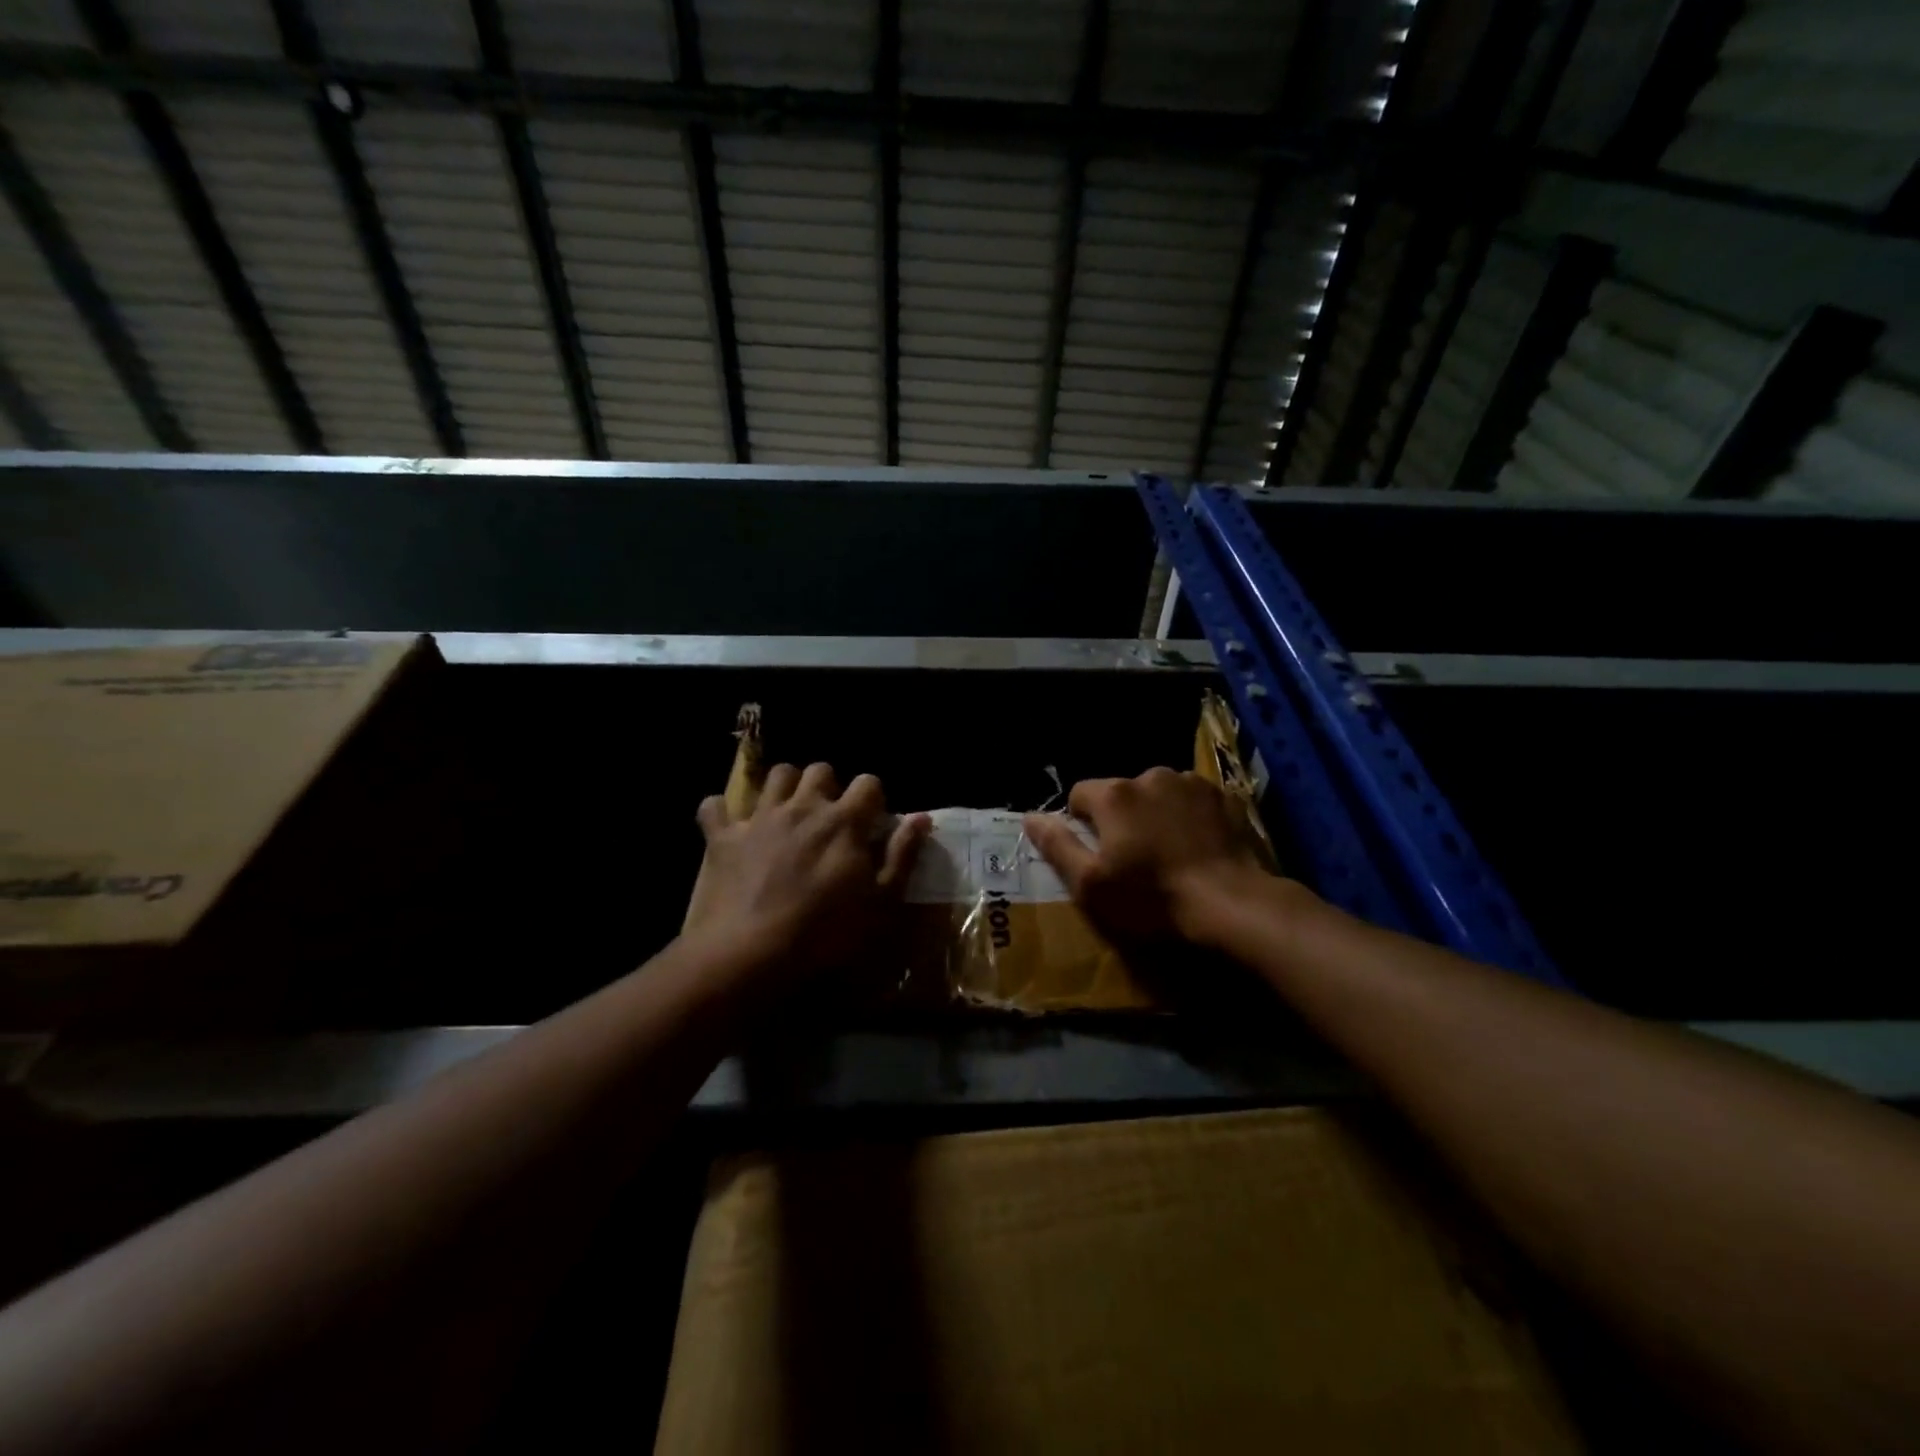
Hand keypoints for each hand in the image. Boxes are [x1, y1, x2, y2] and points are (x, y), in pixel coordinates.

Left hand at [691, 762, 929, 983]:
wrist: (749, 952)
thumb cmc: (825, 932)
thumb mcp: (881, 902)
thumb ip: (902, 855)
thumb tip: (921, 818)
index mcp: (843, 821)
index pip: (868, 783)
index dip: (873, 798)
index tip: (872, 822)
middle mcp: (802, 807)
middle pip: (820, 770)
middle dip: (828, 786)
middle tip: (830, 815)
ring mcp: (759, 818)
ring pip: (775, 775)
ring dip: (784, 787)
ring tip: (788, 811)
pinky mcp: (722, 837)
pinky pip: (714, 807)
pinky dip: (722, 812)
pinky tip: (730, 826)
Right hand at [1024, 768, 1278, 945]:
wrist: (1232, 904)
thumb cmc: (1152, 898)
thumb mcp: (1090, 884)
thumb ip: (1056, 846)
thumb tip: (1030, 817)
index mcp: (1115, 794)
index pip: (1079, 794)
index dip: (1081, 824)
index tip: (1096, 854)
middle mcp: (1151, 775)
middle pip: (1120, 793)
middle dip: (1120, 818)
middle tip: (1134, 860)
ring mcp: (1191, 783)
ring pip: (1157, 794)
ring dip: (1155, 815)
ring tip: (1169, 853)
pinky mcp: (1224, 796)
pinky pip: (1191, 801)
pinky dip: (1188, 817)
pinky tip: (1197, 848)